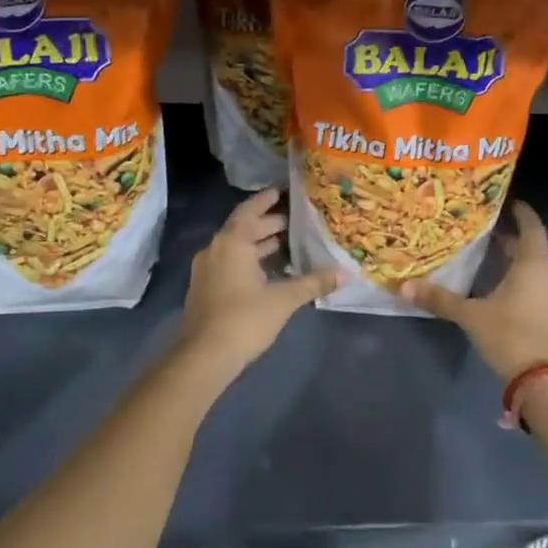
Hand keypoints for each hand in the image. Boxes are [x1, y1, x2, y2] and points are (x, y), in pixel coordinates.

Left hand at [178, 188, 338, 370]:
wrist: (203, 357)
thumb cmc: (243, 319)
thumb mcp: (283, 300)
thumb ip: (312, 283)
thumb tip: (345, 273)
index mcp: (231, 242)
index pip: (251, 209)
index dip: (268, 199)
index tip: (286, 190)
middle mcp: (216, 249)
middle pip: (245, 228)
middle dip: (270, 223)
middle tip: (299, 220)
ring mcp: (208, 270)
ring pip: (238, 248)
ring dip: (261, 244)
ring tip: (291, 244)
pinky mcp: (207, 289)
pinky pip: (232, 264)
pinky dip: (252, 261)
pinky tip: (272, 272)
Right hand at [403, 202, 547, 380]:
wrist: (544, 383)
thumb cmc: (510, 336)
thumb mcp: (471, 316)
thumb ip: (440, 299)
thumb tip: (403, 286)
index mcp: (534, 266)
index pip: (532, 228)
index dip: (522, 213)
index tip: (507, 201)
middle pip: (531, 249)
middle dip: (510, 238)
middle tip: (485, 229)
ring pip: (533, 270)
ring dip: (514, 261)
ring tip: (487, 256)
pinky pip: (535, 288)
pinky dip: (518, 281)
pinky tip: (498, 290)